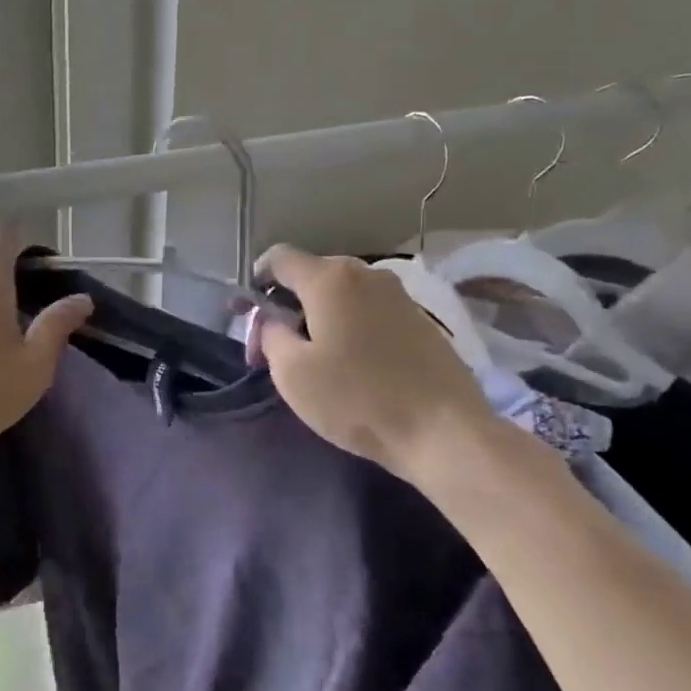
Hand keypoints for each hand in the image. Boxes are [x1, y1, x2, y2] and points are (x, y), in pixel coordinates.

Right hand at [251, 245, 501, 479]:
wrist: (444, 431)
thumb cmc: (357, 399)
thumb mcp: (292, 372)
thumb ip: (271, 335)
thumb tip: (274, 321)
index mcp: (330, 278)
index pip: (279, 259)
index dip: (255, 280)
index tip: (245, 313)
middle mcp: (367, 274)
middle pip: (311, 276)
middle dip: (285, 306)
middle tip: (272, 349)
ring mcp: (399, 296)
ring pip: (342, 296)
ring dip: (318, 318)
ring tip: (311, 360)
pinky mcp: (421, 321)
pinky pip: (369, 312)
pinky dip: (349, 328)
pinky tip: (349, 365)